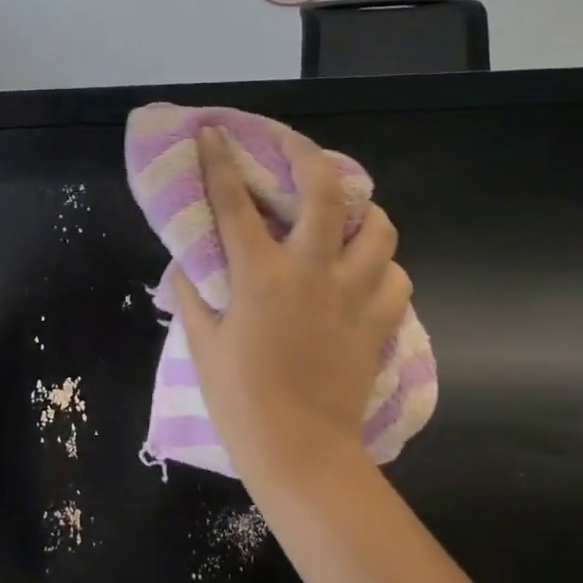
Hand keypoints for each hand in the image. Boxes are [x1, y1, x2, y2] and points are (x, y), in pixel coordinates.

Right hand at [169, 126, 411, 487]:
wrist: (299, 450)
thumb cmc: (239, 398)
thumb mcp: (201, 342)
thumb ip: (191, 292)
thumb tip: (187, 259)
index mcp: (258, 275)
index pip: (233, 201)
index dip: (220, 160)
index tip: (213, 132)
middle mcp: (310, 270)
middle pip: (323, 190)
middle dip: (308, 154)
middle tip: (295, 148)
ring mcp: (353, 293)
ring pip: (379, 228)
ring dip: (363, 212)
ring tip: (348, 215)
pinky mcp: (380, 321)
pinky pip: (396, 276)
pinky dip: (383, 267)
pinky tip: (366, 275)